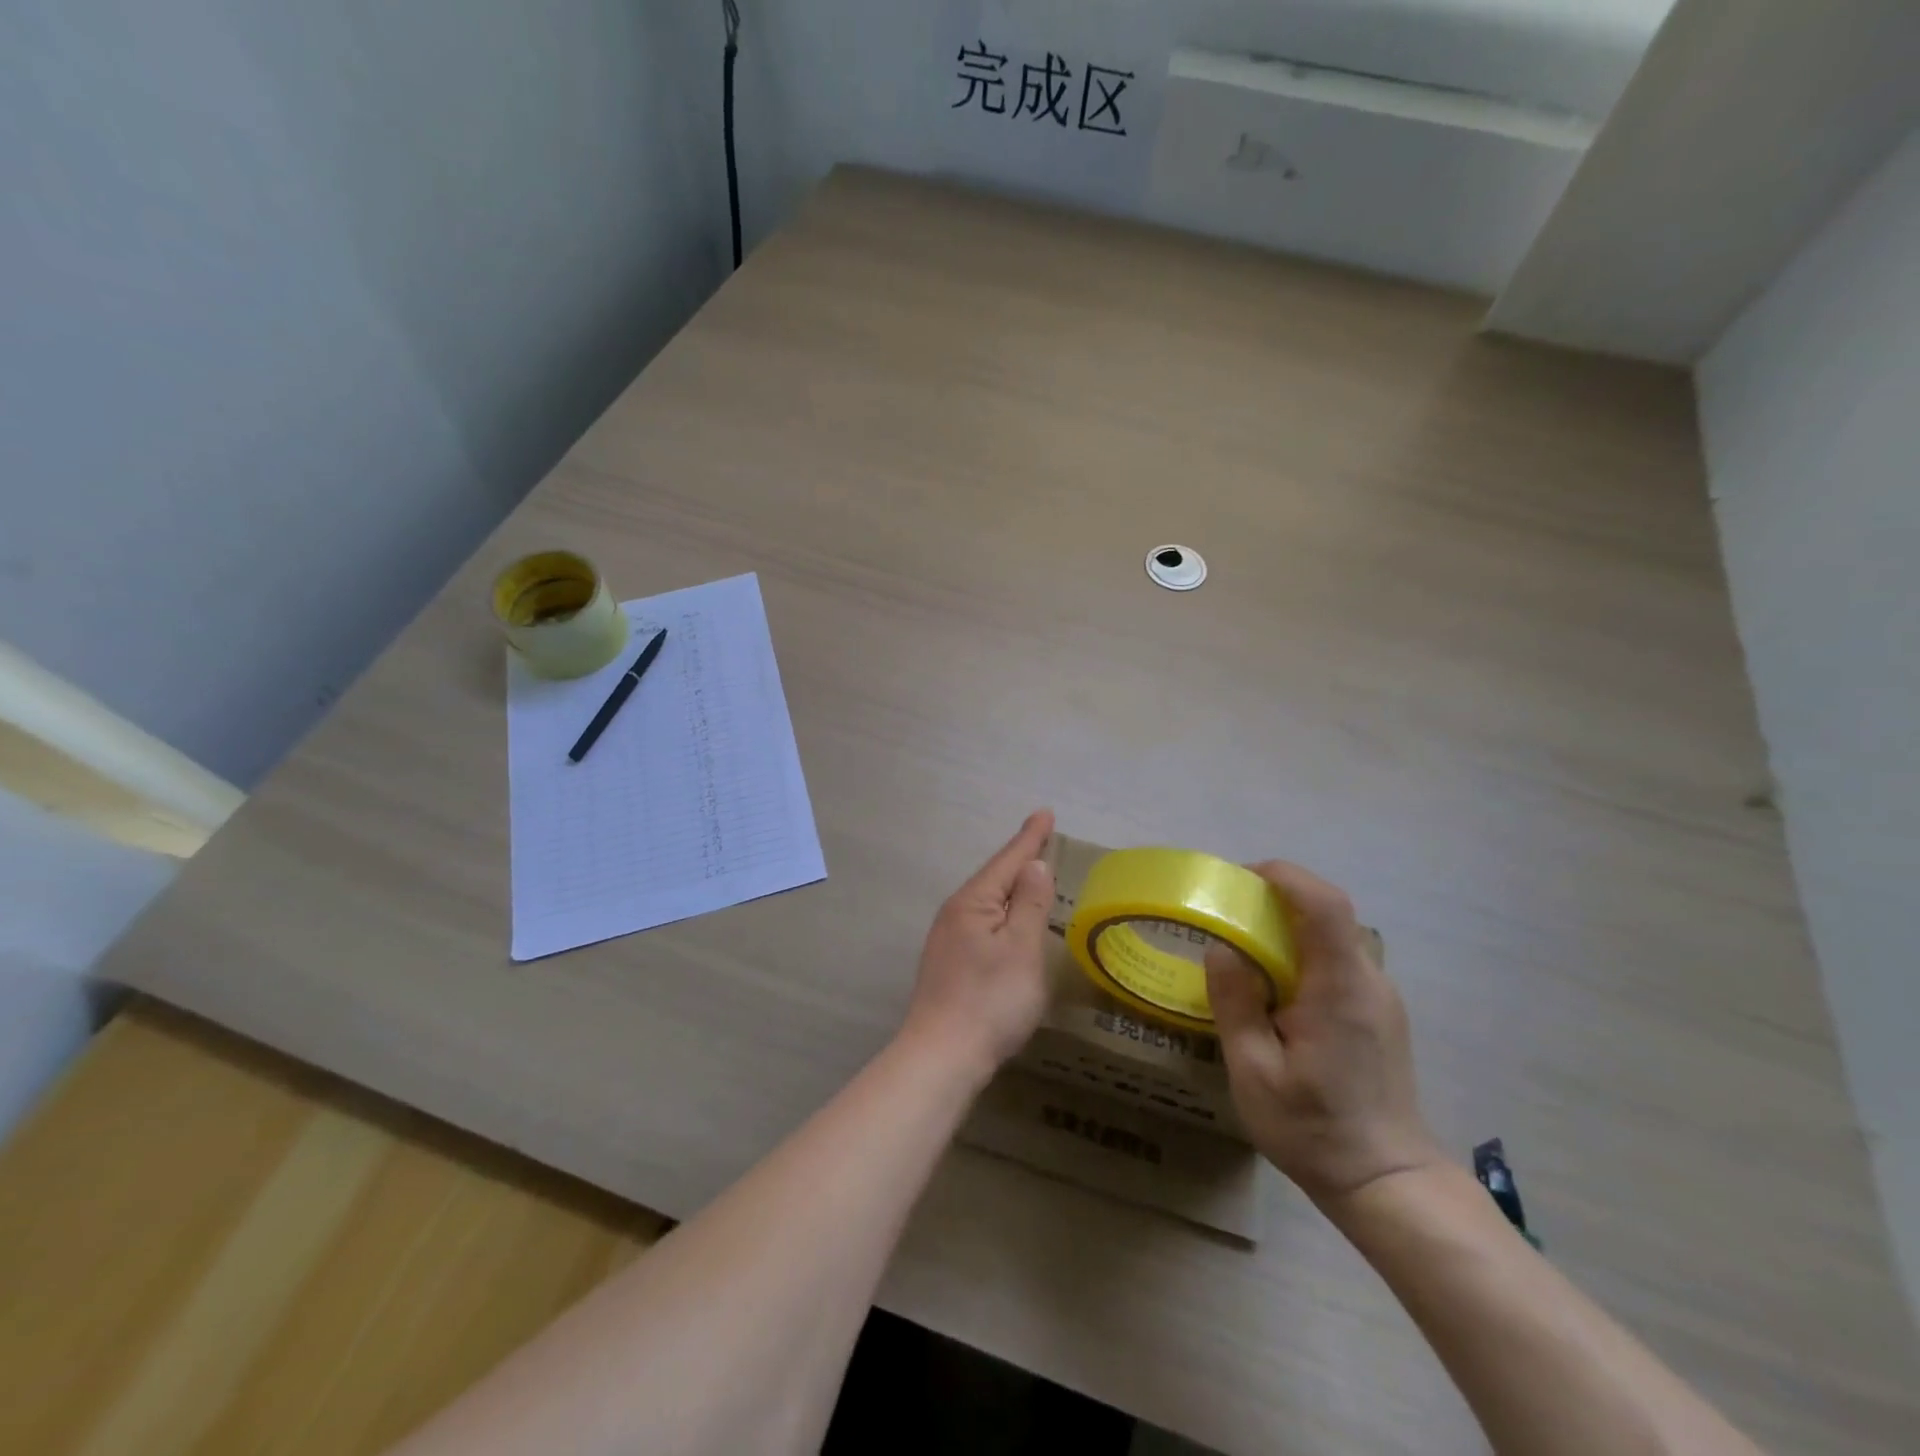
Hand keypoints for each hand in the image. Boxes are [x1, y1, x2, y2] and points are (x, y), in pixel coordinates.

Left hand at [899, 810, 1056, 1082]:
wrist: (942, 1056)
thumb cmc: (990, 999)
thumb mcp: (1021, 947)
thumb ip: (1029, 903)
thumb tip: (1033, 864)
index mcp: (973, 902)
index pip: (1008, 860)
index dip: (1030, 838)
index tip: (1045, 813)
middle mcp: (955, 913)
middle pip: (993, 877)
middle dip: (1019, 858)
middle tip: (1042, 839)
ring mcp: (948, 939)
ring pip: (986, 901)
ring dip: (1010, 886)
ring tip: (1030, 874)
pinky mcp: (949, 964)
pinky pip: (982, 922)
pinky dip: (1001, 912)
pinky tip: (1008, 922)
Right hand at [1205, 861, 1442, 1205]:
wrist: (1388, 1183)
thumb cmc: (1315, 1130)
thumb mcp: (1255, 1073)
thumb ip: (1236, 1005)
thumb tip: (1221, 948)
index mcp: (1340, 989)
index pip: (1325, 906)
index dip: (1287, 876)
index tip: (1243, 877)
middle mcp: (1369, 981)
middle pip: (1328, 914)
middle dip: (1277, 899)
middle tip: (1229, 914)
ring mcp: (1380, 996)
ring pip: (1333, 936)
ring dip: (1289, 927)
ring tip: (1245, 949)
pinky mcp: (1379, 1012)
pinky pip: (1338, 961)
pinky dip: (1303, 952)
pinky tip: (1275, 987)